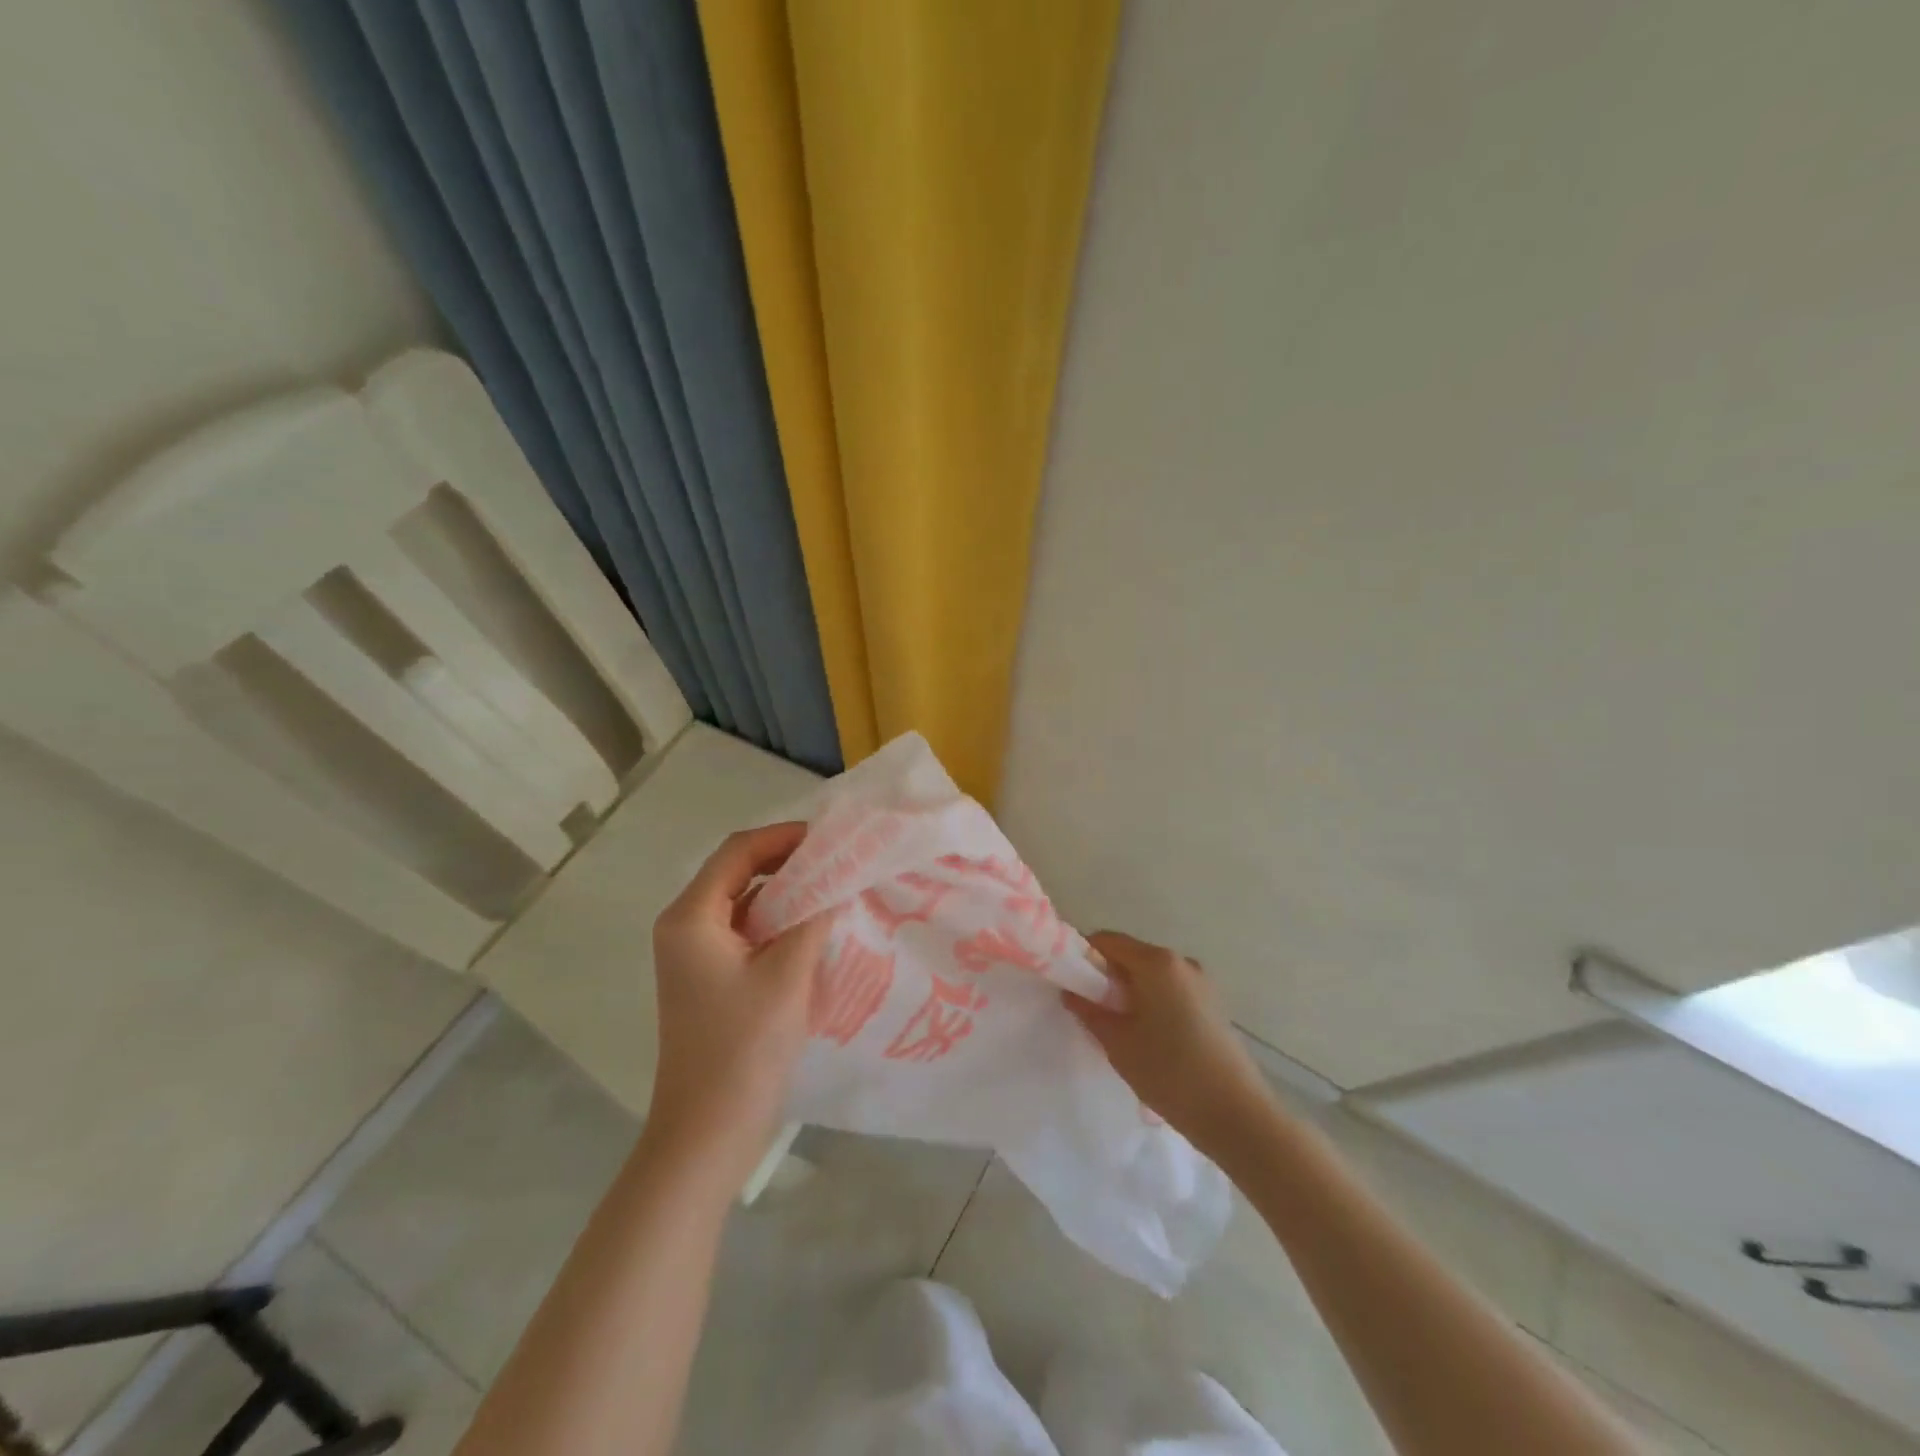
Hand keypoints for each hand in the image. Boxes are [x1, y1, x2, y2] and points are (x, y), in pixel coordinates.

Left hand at [645, 823, 835, 1190]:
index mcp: (691, 917)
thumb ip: (814, 916)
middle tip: (838, 860)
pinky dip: (778, 921)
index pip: (738, 851)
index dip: (784, 836)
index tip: (830, 838)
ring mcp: (693, 955)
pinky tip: (814, 928)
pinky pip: (745, 931)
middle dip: (788, 862)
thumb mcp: (788, 973)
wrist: (707, 1133)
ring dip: (786, 892)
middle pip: (737, 872)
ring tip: (834, 888)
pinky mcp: (708, 978)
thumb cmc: (744, 1047)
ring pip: (744, 902)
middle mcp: (684, 926)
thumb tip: (838, 880)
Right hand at [1065, 931, 1275, 1159]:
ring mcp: (1202, 983)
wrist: (1236, 1115)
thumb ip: (1088, 1010)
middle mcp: (1181, 962)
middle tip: (1090, 1011)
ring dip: (1129, 992)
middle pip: (1130, 956)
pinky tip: (1149, 1039)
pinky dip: (1152, 1003)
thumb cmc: (1169, 1072)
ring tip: (1119, 1030)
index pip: (1107, 940)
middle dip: (1106, 977)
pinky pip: (1170, 991)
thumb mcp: (1117, 1042)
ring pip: (1151, 976)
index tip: (1069, 983)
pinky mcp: (1213, 1005)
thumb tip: (1070, 991)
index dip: (1083, 956)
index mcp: (1157, 962)